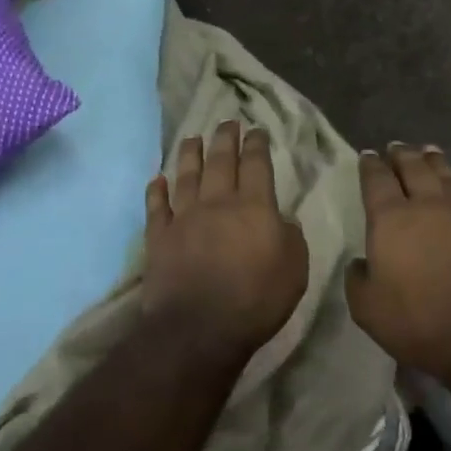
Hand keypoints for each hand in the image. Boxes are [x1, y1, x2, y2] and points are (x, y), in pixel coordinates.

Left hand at [142, 121, 308, 358]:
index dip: (257, 144)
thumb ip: (290, 237)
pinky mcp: (159, 238)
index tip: (256, 130)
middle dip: (224, 138)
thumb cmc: (255, 300)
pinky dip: (156, 191)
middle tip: (226, 122)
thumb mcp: (294, 270)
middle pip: (219, 161)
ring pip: (186, 176)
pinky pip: (156, 208)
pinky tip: (157, 180)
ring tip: (192, 138)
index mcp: (253, 206)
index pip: (256, 164)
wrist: (198, 328)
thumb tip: (280, 220)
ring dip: (189, 154)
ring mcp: (184, 218)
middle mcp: (217, 202)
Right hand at [348, 144, 450, 389]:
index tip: (368, 155)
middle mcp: (428, 205)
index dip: (371, 165)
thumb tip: (362, 264)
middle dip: (402, 155)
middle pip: (414, 168)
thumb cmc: (419, 320)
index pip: (377, 180)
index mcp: (391, 219)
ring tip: (429, 152)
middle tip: (397, 147)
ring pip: (447, 176)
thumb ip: (358, 280)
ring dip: (435, 162)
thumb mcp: (368, 309)